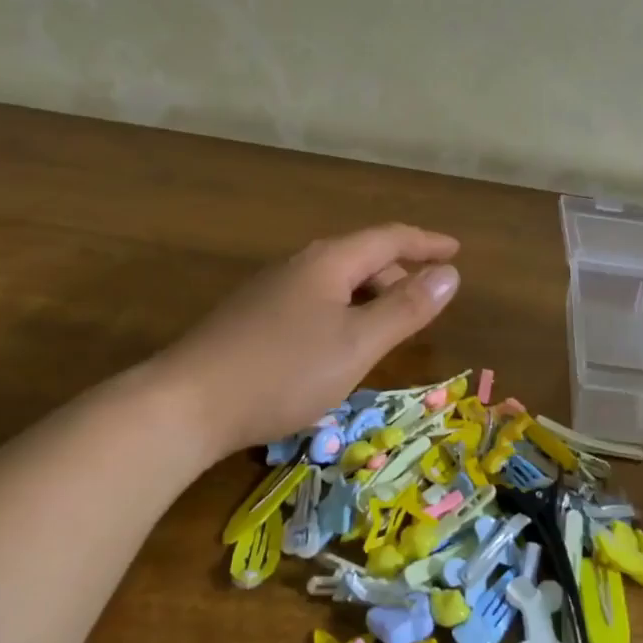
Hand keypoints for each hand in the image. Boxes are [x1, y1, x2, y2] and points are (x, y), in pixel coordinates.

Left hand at [155, 224, 460, 459]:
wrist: (186, 404)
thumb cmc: (283, 371)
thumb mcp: (357, 344)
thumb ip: (406, 309)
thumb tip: (450, 274)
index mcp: (329, 262)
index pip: (389, 238)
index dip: (426, 243)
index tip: (456, 250)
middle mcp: (299, 265)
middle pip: (361, 257)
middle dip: (399, 274)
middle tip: (427, 302)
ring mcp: (271, 290)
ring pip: (336, 282)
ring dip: (370, 295)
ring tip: (388, 326)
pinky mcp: (252, 317)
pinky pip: (315, 301)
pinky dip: (343, 311)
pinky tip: (339, 344)